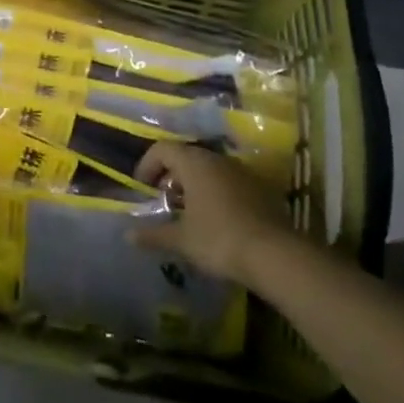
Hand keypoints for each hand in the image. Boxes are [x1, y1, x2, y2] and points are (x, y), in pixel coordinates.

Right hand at [129, 142, 297, 285]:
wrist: (275, 253)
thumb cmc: (219, 239)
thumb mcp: (182, 240)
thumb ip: (154, 235)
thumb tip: (128, 235)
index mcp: (194, 163)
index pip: (163, 149)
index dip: (148, 164)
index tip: (142, 187)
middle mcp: (217, 159)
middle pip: (187, 156)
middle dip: (171, 176)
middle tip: (164, 200)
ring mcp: (240, 171)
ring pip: (209, 168)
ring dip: (194, 184)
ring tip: (188, 212)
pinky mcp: (258, 187)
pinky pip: (228, 181)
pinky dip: (215, 192)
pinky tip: (216, 219)